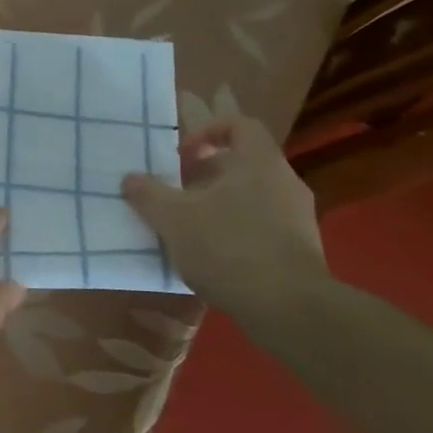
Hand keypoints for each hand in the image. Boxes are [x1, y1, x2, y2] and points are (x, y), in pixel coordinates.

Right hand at [123, 116, 329, 320]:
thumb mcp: (173, 218)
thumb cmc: (228, 247)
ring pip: (253, 196)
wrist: (289, 307)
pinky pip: (264, 225)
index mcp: (258, 162)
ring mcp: (298, 216)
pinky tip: (214, 256)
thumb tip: (130, 178)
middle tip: (177, 192)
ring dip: (220, 204)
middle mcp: (284, 181)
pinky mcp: (301, 248)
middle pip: (243, 163)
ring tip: (190, 226)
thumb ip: (148, 194)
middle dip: (206, 175)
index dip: (208, 131)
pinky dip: (237, 231)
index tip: (182, 155)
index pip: (240, 125)